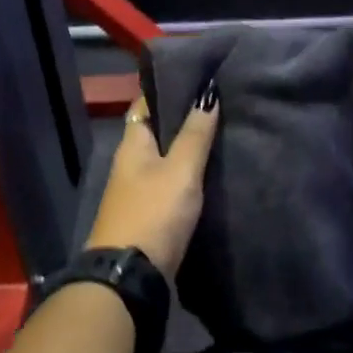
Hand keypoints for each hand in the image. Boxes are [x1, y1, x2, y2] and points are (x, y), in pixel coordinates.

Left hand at [85, 82, 219, 280]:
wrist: (131, 277)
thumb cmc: (153, 213)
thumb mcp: (180, 170)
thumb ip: (195, 134)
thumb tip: (207, 91)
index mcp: (132, 145)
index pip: (145, 104)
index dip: (166, 87)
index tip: (195, 75)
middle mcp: (131, 164)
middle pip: (155, 131)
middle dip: (181, 117)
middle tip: (218, 101)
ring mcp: (137, 192)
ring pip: (164, 158)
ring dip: (186, 147)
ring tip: (222, 131)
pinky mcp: (149, 216)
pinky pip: (170, 183)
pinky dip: (188, 174)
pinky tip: (211, 172)